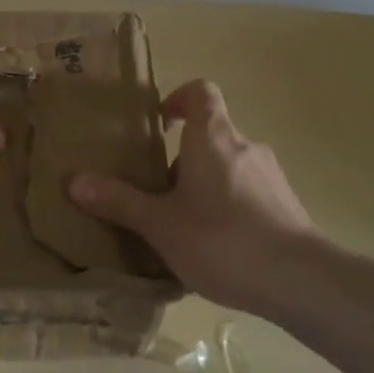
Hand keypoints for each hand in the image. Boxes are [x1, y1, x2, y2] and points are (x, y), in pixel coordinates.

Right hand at [69, 79, 314, 311]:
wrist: (300, 280)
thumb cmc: (222, 239)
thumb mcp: (160, 224)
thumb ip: (119, 201)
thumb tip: (73, 181)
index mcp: (214, 138)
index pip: (201, 92)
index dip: (179, 100)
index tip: (160, 124)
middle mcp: (246, 147)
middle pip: (212, 136)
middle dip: (183, 159)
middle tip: (159, 193)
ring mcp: (272, 176)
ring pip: (230, 167)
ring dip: (207, 185)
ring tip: (185, 226)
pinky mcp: (288, 205)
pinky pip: (250, 194)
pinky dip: (230, 207)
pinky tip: (219, 248)